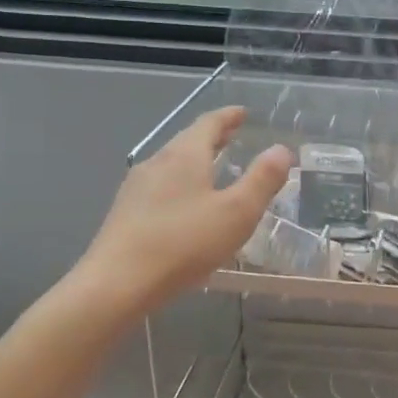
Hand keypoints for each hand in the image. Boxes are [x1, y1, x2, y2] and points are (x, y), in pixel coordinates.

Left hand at [76, 107, 291, 314]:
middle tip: (232, 136)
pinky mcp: (125, 212)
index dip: (228, 116)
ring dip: (195, 160)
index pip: (209, 123)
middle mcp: (157, 162)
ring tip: (213, 168)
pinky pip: (160, 185)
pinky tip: (185, 203)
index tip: (242, 113)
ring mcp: (136, 187)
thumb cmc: (183, 244)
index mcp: (185, 155)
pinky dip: (180, 182)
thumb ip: (262, 180)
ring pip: (171, 163)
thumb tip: (281, 150)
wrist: (116, 284)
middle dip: (212, 136)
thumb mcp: (237, 213)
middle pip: (187, 140)